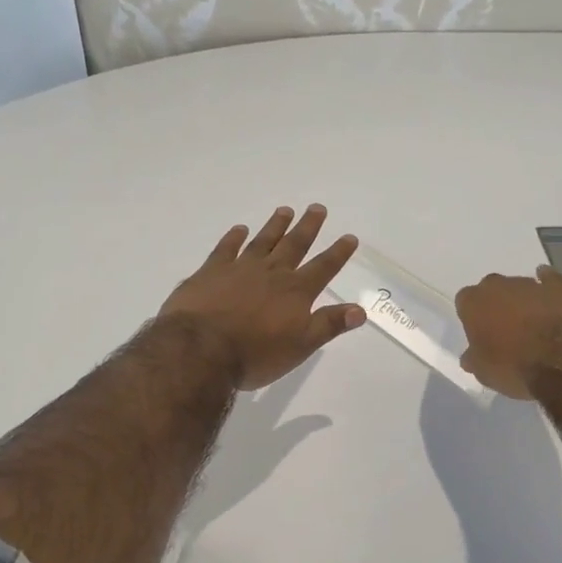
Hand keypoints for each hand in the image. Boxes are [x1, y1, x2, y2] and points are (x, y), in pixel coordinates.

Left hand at [158, 204, 366, 391]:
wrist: (200, 349)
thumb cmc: (255, 354)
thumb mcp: (300, 346)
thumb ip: (329, 325)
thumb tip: (360, 309)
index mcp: (295, 292)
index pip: (322, 268)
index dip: (338, 253)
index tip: (349, 237)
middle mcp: (271, 273)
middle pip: (294, 245)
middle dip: (308, 227)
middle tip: (317, 208)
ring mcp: (239, 268)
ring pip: (263, 241)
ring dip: (275, 226)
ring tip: (285, 210)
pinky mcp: (211, 271)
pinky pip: (226, 248)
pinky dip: (234, 237)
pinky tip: (239, 229)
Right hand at [456, 265, 561, 400]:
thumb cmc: (515, 366)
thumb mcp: (484, 373)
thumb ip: (474, 360)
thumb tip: (470, 357)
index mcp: (473, 302)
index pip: (465, 302)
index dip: (472, 318)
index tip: (480, 334)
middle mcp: (498, 285)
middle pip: (492, 290)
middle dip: (497, 305)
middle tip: (505, 330)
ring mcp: (530, 284)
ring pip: (520, 288)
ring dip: (523, 302)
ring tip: (534, 327)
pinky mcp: (560, 286)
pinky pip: (550, 281)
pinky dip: (549, 287)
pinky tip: (552, 299)